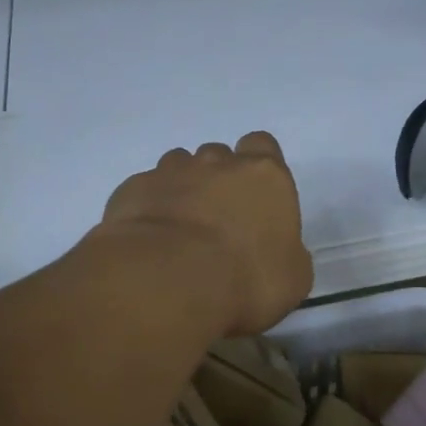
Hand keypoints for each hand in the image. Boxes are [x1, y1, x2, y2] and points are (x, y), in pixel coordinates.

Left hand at [99, 131, 312, 336]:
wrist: (168, 280)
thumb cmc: (246, 279)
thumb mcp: (291, 279)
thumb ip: (288, 253)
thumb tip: (278, 253)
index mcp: (264, 175)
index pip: (262, 145)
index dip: (258, 165)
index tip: (255, 194)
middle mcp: (217, 163)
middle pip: (219, 156)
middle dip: (217, 179)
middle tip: (217, 220)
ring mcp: (170, 172)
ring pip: (178, 166)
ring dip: (182, 189)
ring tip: (180, 229)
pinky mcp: (133, 189)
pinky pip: (145, 190)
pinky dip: (149, 208)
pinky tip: (149, 240)